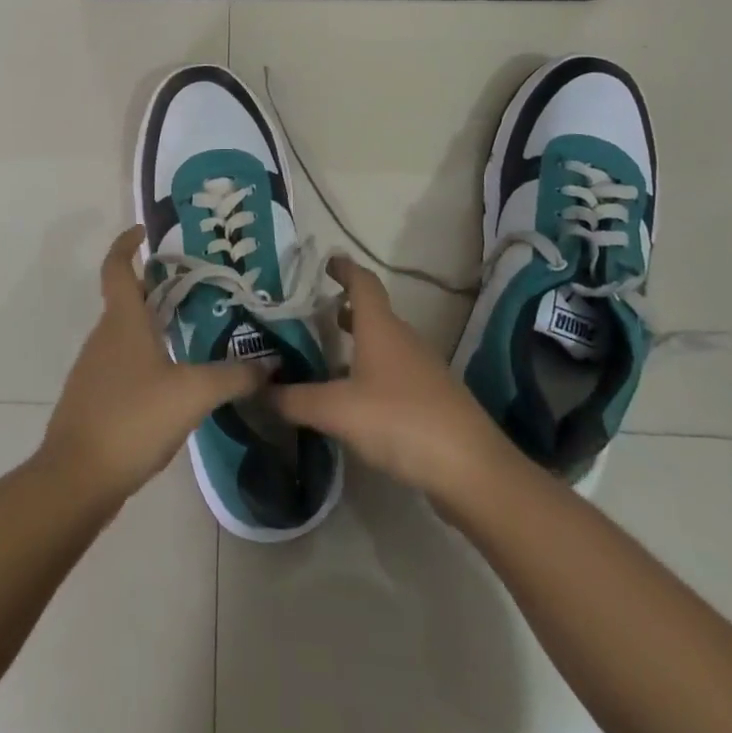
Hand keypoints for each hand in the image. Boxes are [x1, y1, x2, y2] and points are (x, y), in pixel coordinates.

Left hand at [38, 226, 266, 507]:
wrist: (77, 479)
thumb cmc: (132, 419)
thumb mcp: (192, 394)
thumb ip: (233, 376)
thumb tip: (270, 362)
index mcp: (122, 321)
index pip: (117, 267)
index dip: (126, 244)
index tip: (143, 232)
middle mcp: (103, 336)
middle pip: (125, 299)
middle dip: (155, 288)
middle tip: (194, 288)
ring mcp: (94, 369)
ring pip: (124, 333)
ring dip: (151, 325)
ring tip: (191, 333)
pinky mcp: (93, 399)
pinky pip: (121, 364)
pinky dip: (145, 359)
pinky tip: (170, 382)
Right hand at [269, 255, 515, 509]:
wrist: (471, 470)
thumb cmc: (400, 421)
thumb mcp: (337, 410)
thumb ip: (295, 400)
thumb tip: (260, 390)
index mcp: (381, 327)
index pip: (362, 282)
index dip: (344, 268)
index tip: (325, 262)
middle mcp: (403, 340)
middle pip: (371, 313)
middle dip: (341, 310)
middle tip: (308, 315)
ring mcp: (421, 370)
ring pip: (382, 345)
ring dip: (355, 344)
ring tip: (323, 357)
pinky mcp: (431, 400)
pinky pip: (392, 373)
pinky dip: (369, 373)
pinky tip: (352, 400)